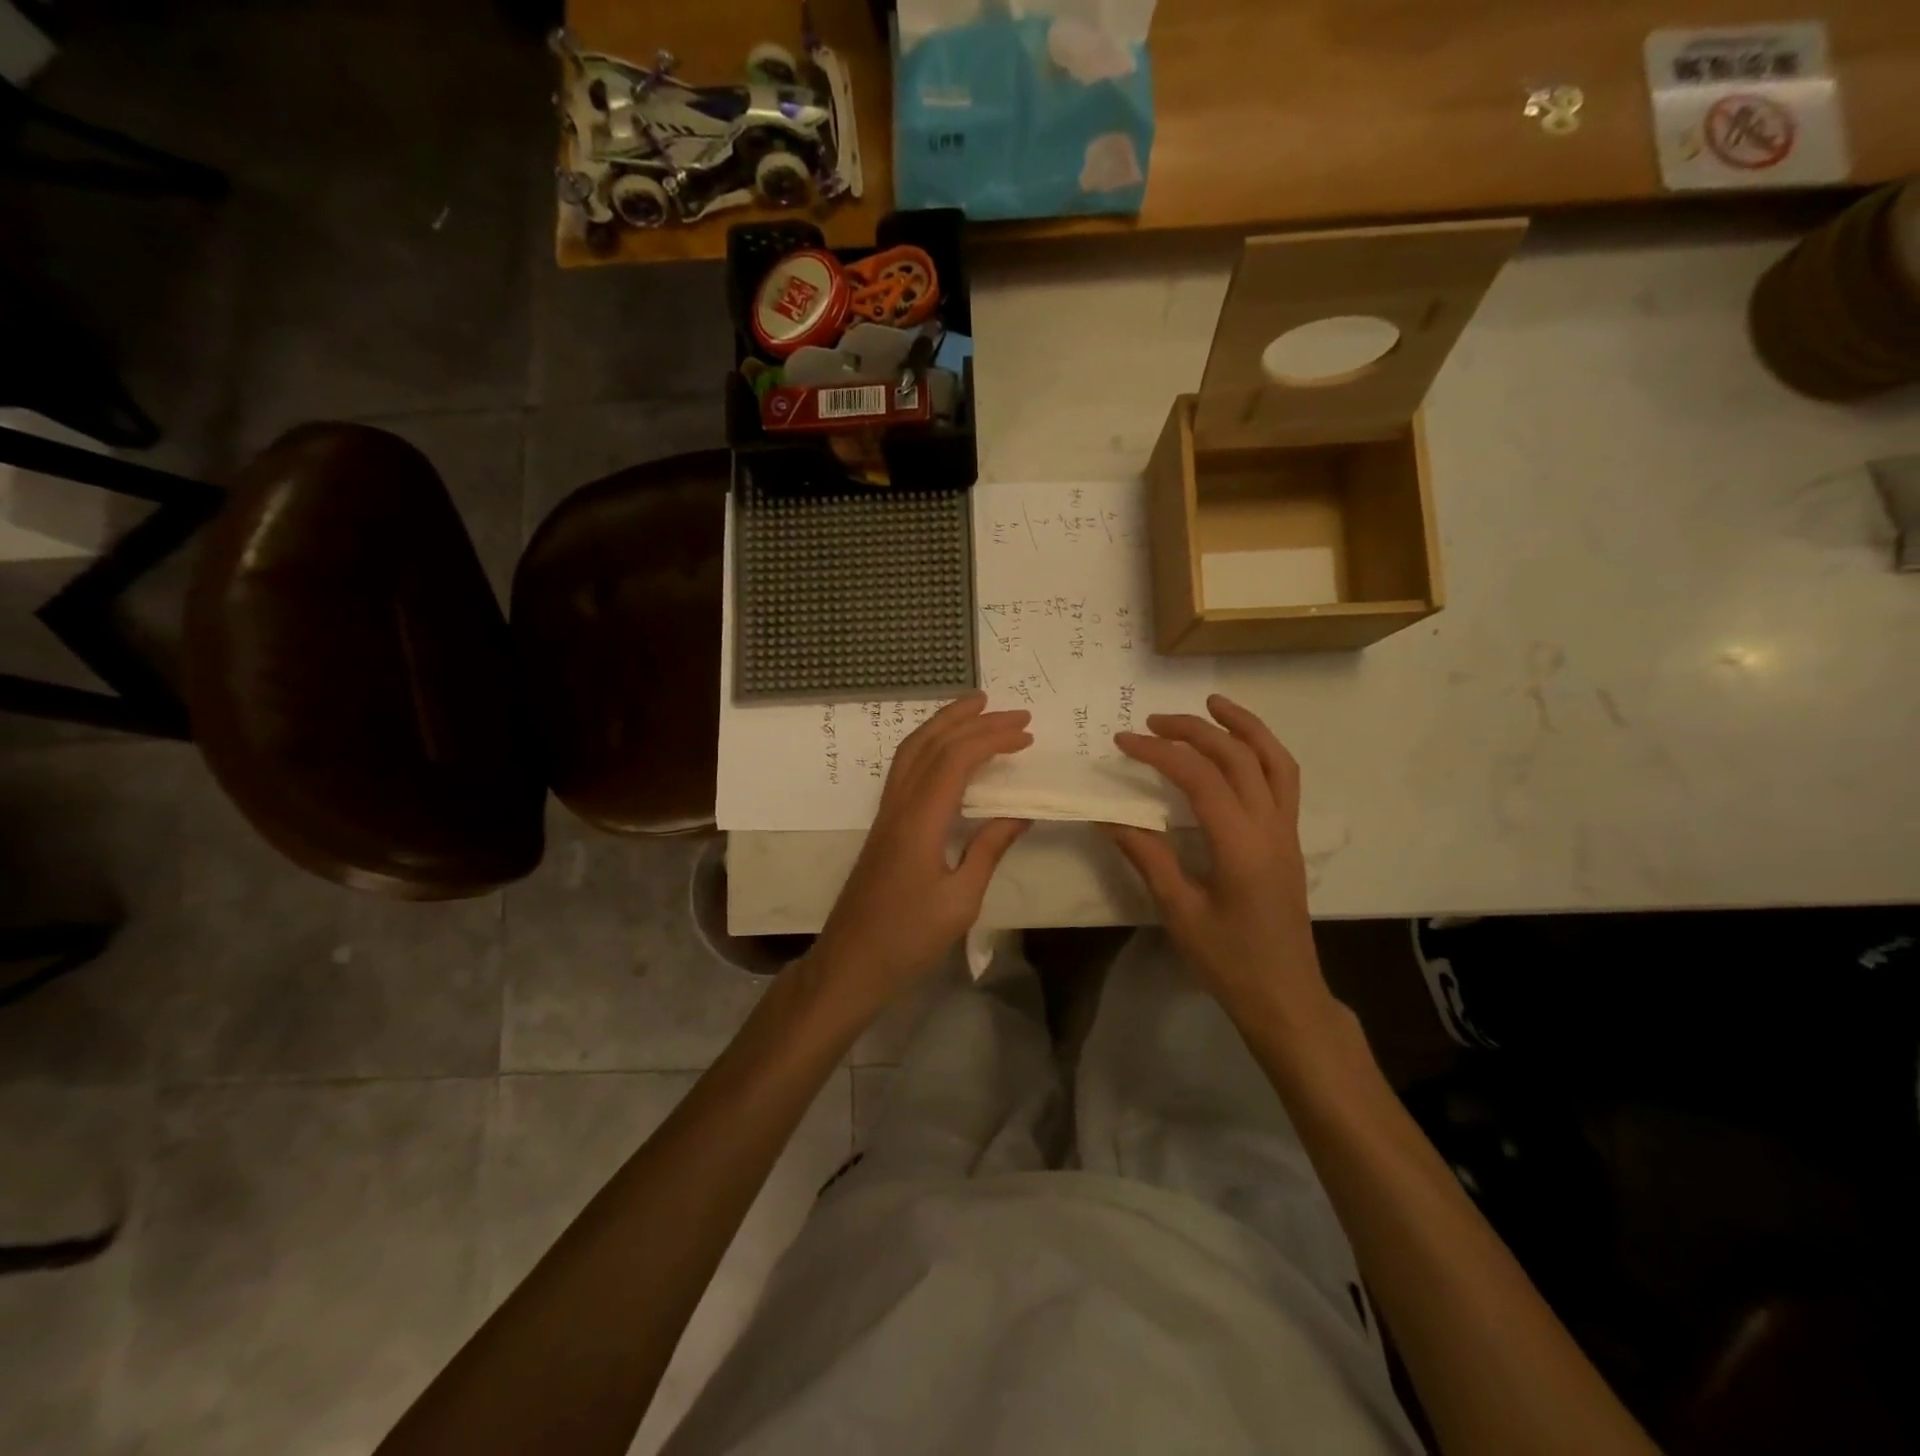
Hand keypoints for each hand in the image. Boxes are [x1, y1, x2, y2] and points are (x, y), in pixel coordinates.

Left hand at [805, 693, 1031, 1014]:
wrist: (850, 963)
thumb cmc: (907, 938)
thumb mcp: (961, 900)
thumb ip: (989, 849)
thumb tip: (1020, 812)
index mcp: (919, 820)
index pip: (956, 759)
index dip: (992, 739)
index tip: (1027, 736)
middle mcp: (898, 805)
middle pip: (931, 743)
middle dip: (972, 719)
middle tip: (1011, 711)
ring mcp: (886, 812)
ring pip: (912, 750)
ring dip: (945, 724)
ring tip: (977, 709)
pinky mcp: (883, 824)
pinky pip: (905, 768)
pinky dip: (930, 746)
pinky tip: (948, 751)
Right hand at [1107, 694, 1331, 1023]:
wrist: (1285, 996)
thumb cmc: (1228, 961)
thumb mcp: (1179, 911)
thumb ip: (1147, 857)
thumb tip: (1108, 816)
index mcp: (1241, 846)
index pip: (1200, 779)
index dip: (1159, 752)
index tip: (1123, 741)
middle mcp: (1271, 828)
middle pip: (1237, 757)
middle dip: (1194, 730)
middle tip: (1152, 721)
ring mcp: (1287, 831)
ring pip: (1273, 760)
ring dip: (1243, 726)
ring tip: (1212, 704)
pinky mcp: (1290, 838)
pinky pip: (1283, 780)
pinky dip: (1261, 750)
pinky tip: (1238, 747)